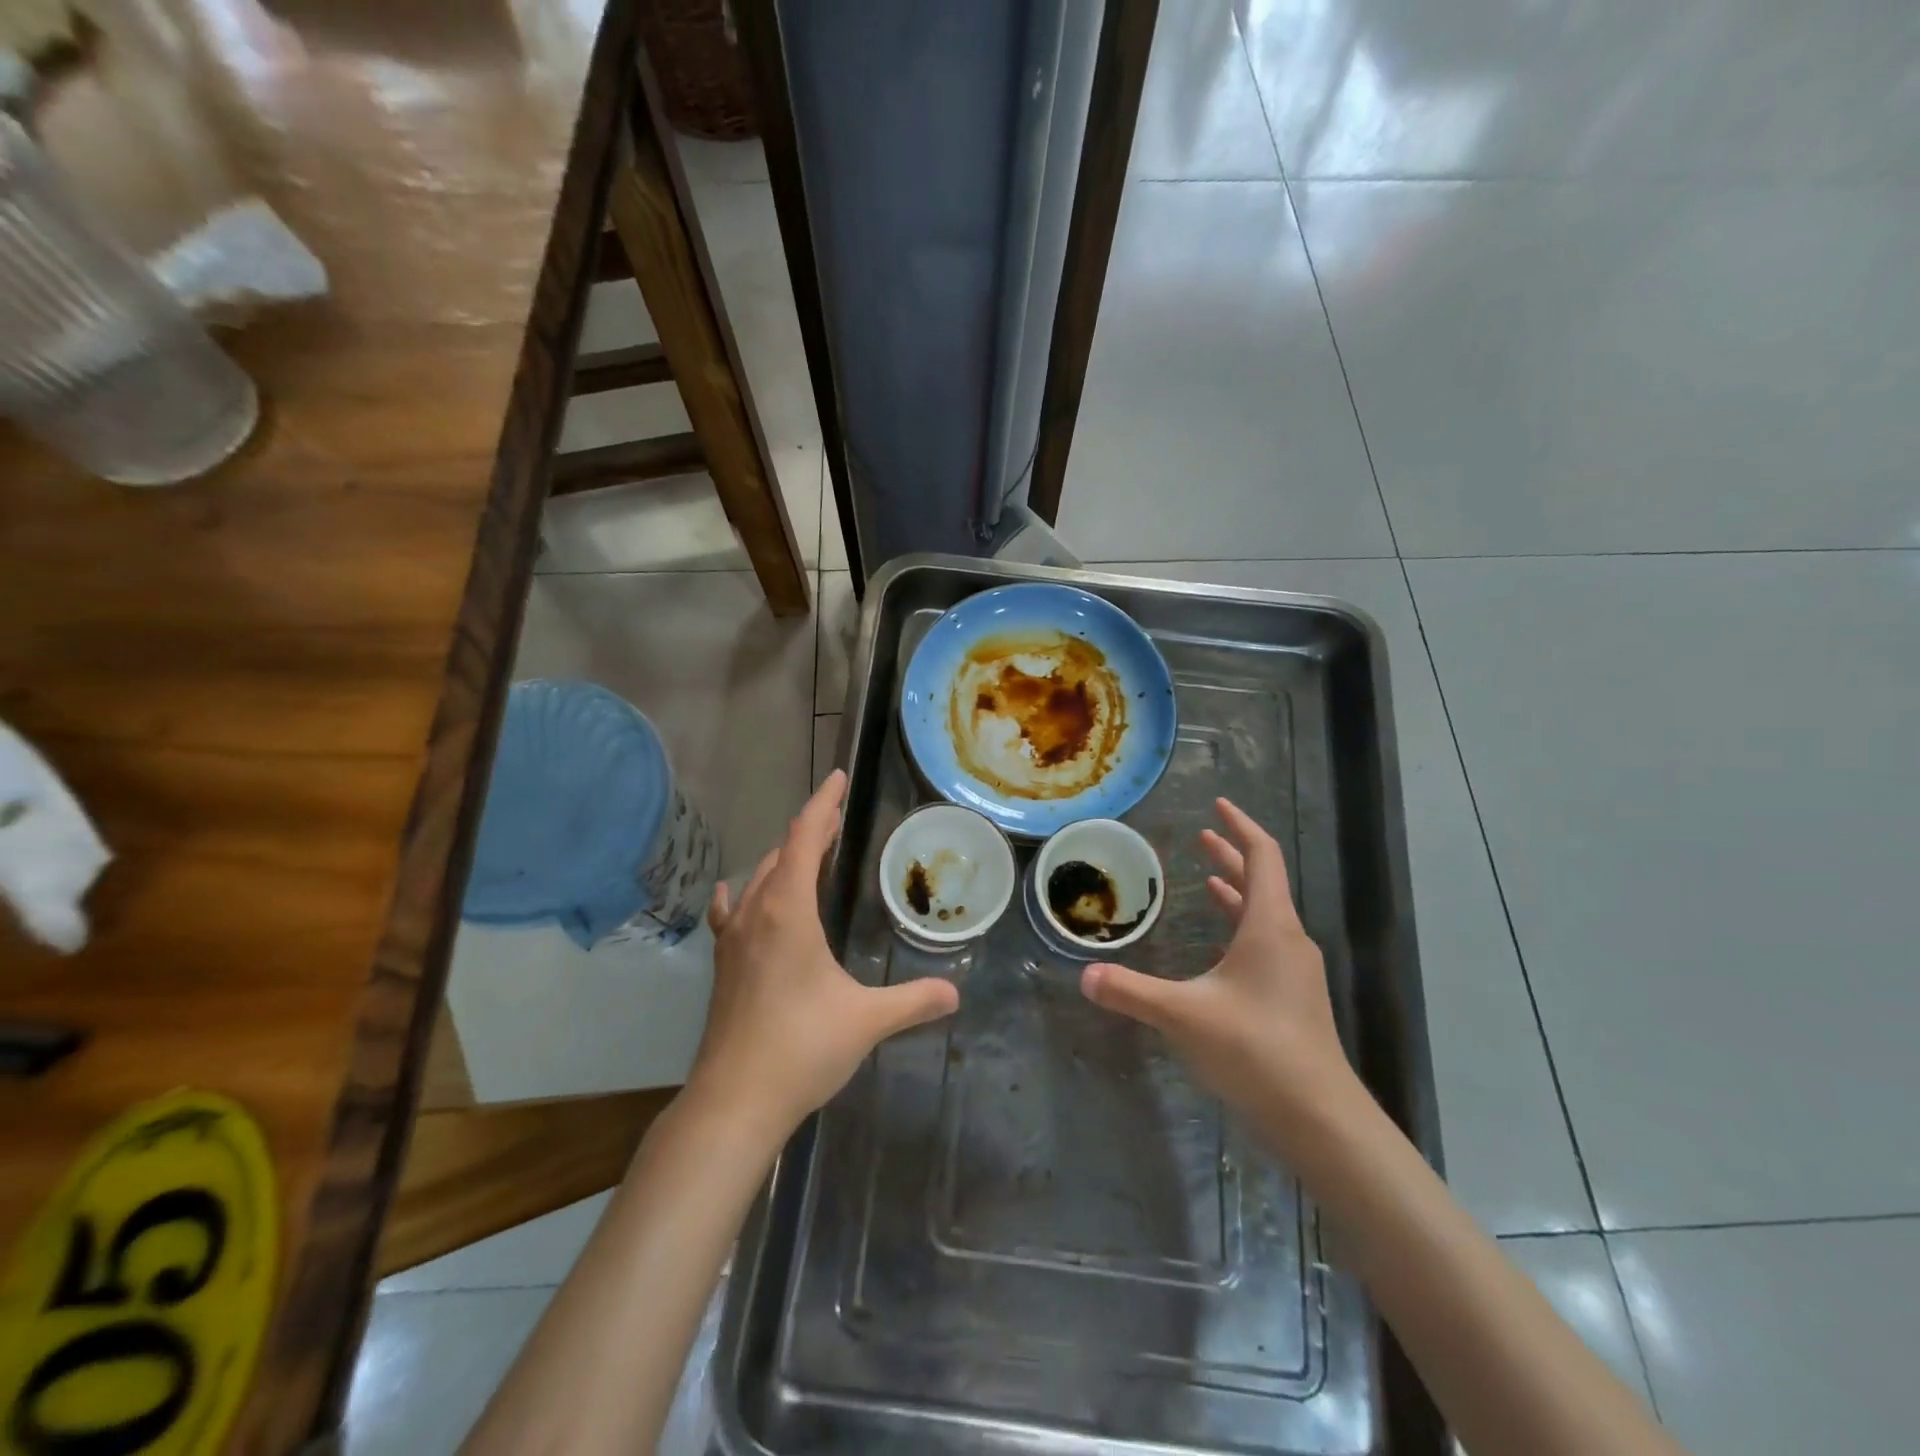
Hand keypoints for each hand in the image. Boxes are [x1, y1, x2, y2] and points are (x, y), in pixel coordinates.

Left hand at [689, 769, 959, 1143]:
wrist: (733, 1102)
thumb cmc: (801, 1048)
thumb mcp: (866, 1020)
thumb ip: (913, 1000)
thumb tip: (955, 992)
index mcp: (787, 912)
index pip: (803, 839)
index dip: (822, 805)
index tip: (838, 778)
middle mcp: (756, 914)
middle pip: (780, 854)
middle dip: (809, 832)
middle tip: (836, 821)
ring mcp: (733, 941)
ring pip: (757, 880)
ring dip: (782, 860)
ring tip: (806, 855)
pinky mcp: (724, 967)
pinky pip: (732, 913)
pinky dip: (743, 894)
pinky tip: (737, 895)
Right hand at [1080, 798, 1358, 1134]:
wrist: (1319, 1118)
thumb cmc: (1256, 1050)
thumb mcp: (1184, 1016)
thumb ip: (1132, 992)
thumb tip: (1084, 976)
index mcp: (1270, 927)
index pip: (1262, 857)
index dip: (1240, 826)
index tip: (1218, 805)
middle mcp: (1287, 940)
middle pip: (1262, 882)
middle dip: (1232, 855)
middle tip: (1203, 835)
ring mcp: (1294, 972)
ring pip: (1264, 915)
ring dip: (1237, 892)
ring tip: (1208, 878)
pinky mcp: (1292, 999)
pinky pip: (1264, 944)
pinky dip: (1240, 927)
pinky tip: (1219, 947)